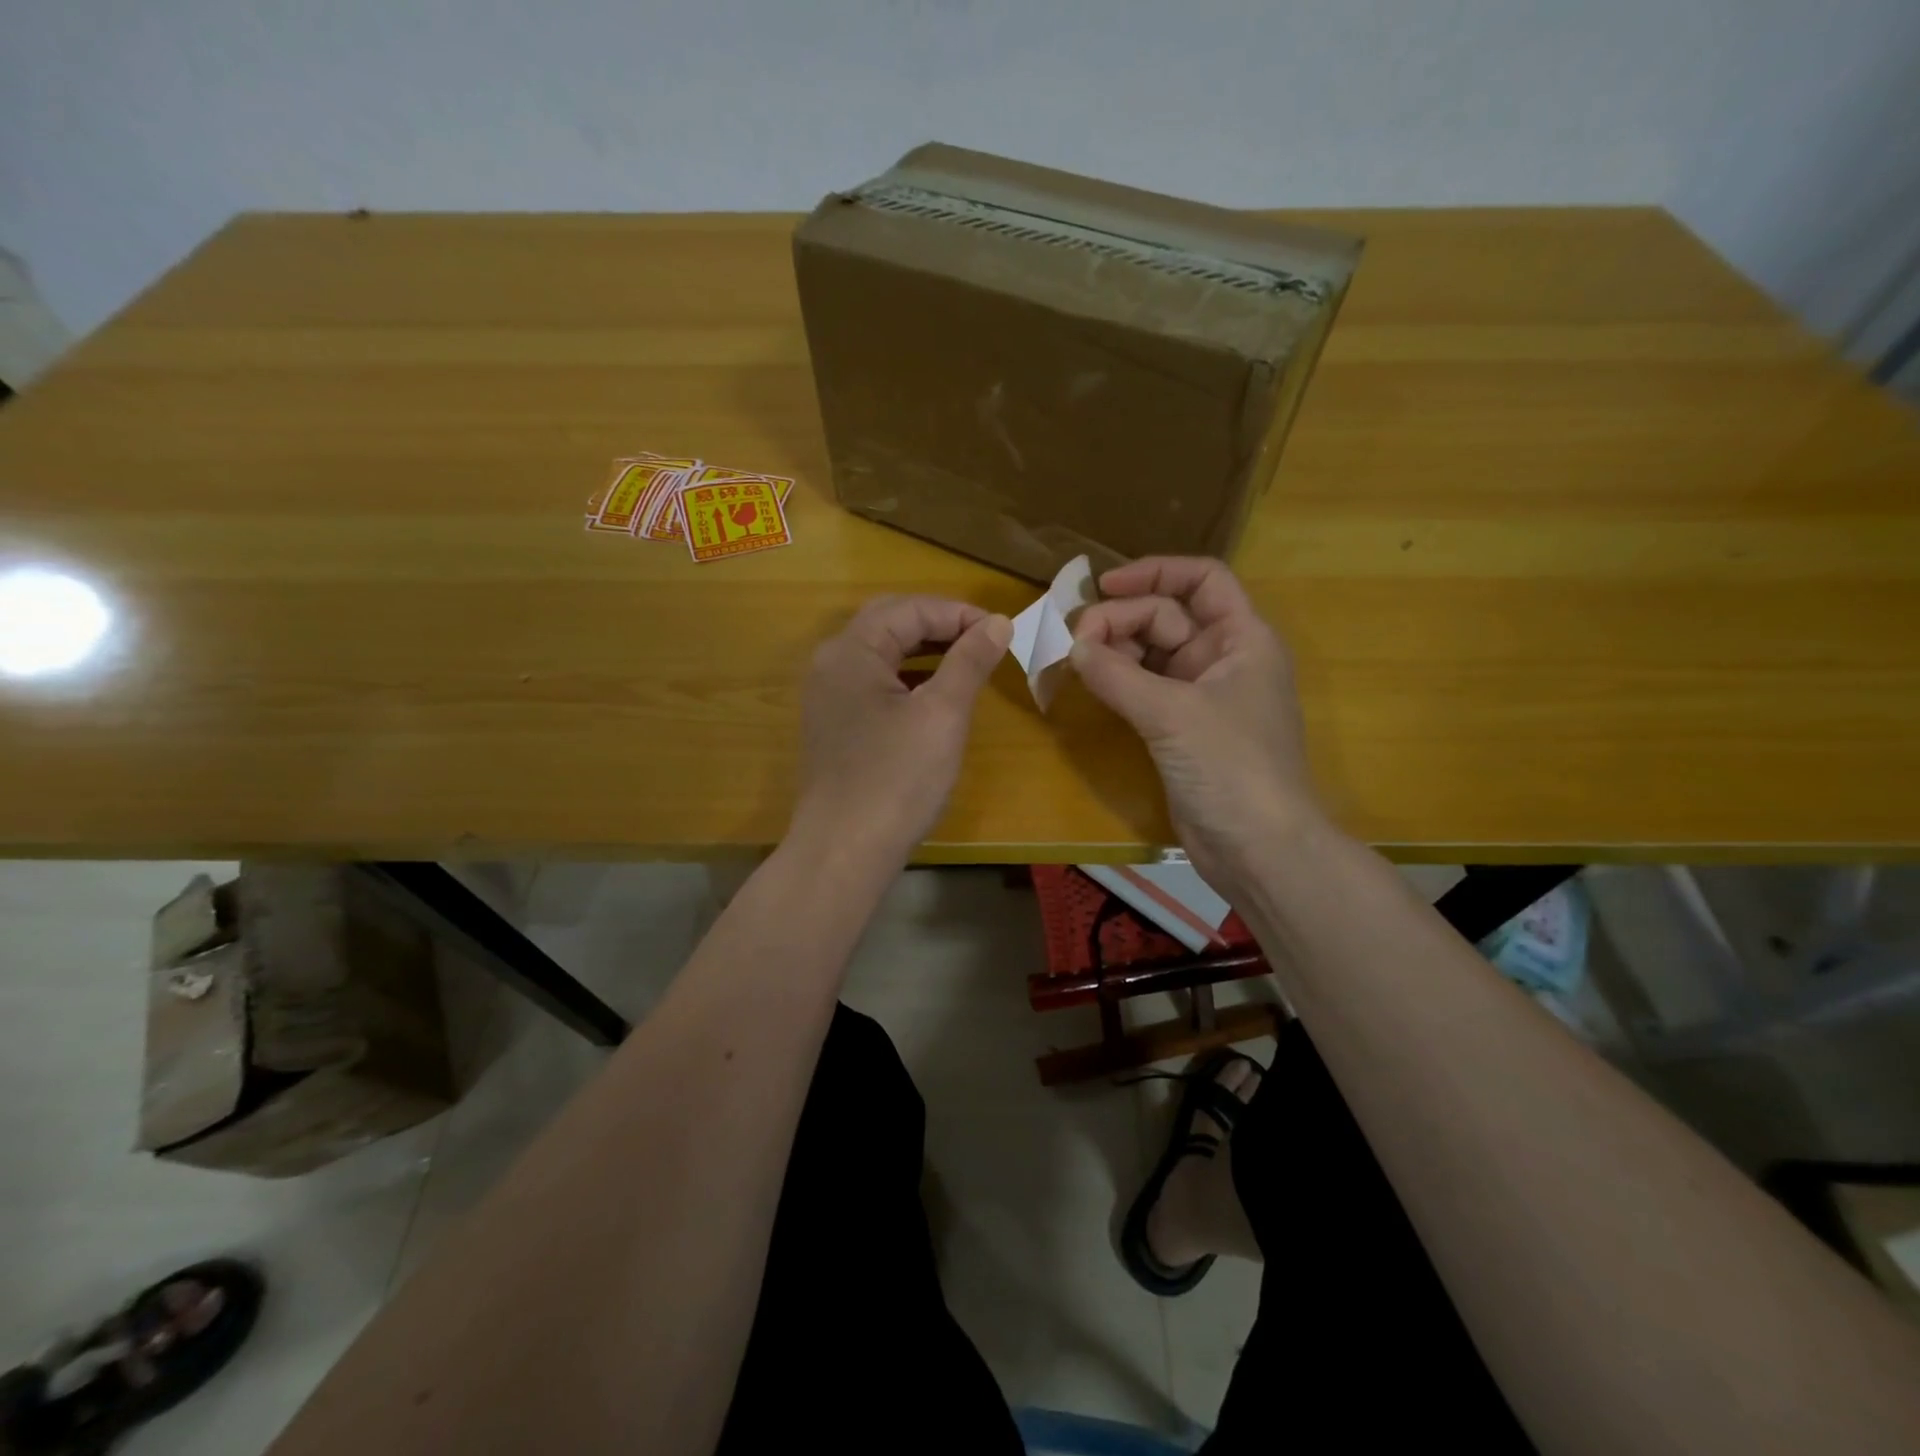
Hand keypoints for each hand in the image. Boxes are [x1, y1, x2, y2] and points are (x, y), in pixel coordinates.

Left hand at [792, 595, 1011, 864]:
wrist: (844, 851)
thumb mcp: (942, 714)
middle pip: (889, 623)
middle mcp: (831, 664)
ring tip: (967, 662)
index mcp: (852, 650)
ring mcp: (828, 696)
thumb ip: (970, 661)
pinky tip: (934, 695)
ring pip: (881, 654)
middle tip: (984, 640)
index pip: (909, 609)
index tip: (1001, 631)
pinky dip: (908, 678)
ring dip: (924, 650)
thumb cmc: (897, 779)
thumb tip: (998, 622)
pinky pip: (874, 683)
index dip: (958, 613)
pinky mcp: (834, 725)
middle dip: (939, 625)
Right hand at [1070, 557, 1321, 893]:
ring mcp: (1202, 696)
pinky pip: (1146, 688)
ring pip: (1153, 653)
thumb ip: (1118, 675)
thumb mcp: (1173, 713)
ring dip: (1116, 651)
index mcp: (1243, 638)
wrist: (1259, 849)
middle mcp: (1224, 659)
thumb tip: (1072, 646)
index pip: (1202, 579)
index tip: (1103, 586)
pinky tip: (1092, 683)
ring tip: (1078, 661)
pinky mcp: (1183, 729)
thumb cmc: (1232, 767)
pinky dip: (1120, 682)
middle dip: (1122, 620)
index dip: (1155, 572)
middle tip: (1076, 640)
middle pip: (1168, 615)